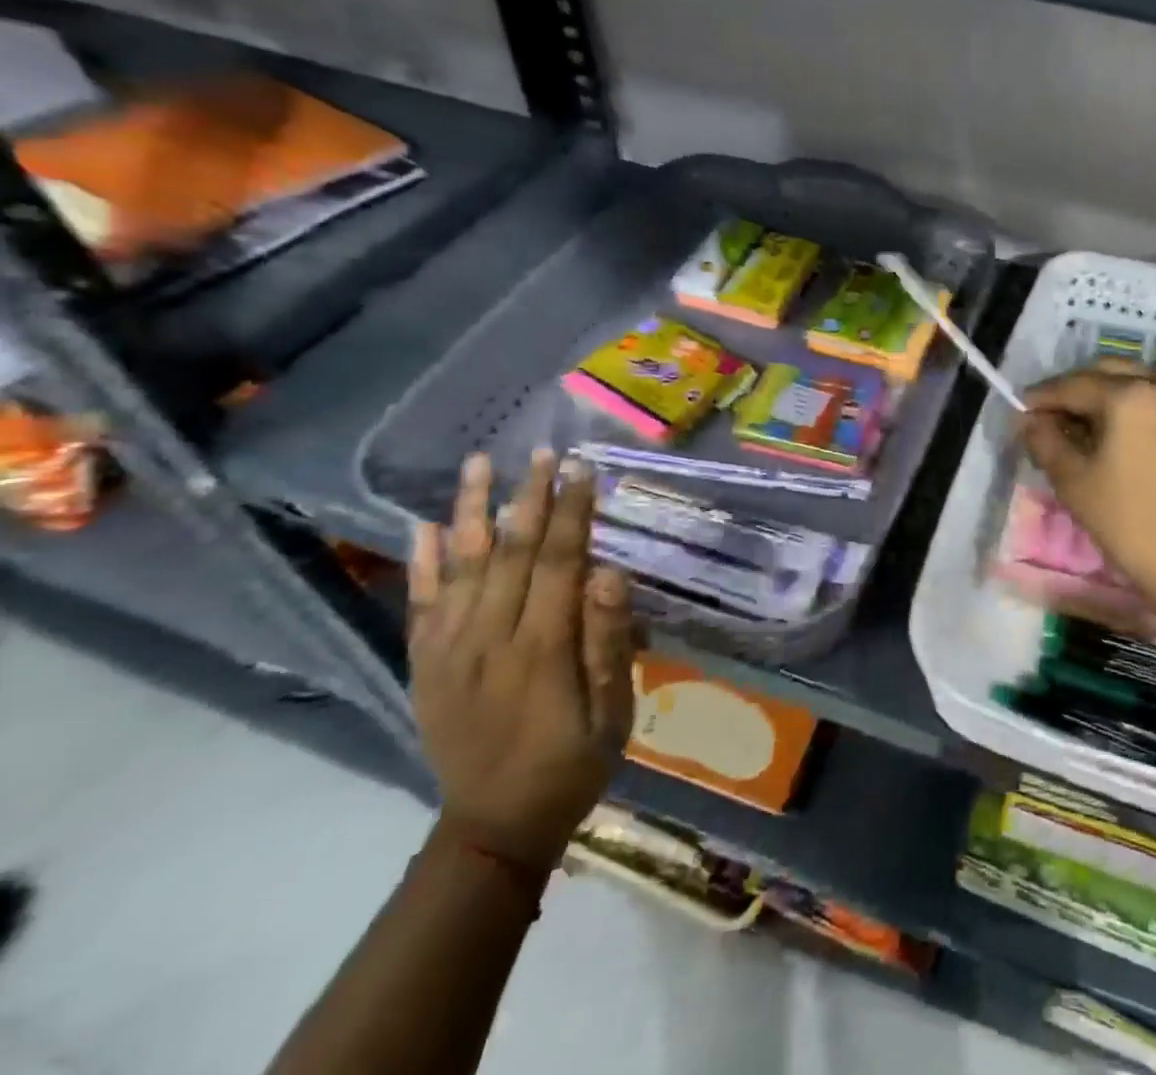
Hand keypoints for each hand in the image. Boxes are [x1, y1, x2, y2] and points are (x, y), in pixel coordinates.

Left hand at [407, 451, 634, 872]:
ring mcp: (449, 652)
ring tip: (479, 465)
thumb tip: (609, 574)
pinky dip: (420, 564)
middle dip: (530, 497)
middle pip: (511, 554)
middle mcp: (488, 640)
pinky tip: (421, 527)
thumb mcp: (612, 710)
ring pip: (459, 567)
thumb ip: (608, 641)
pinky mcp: (425, 666)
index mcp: (540, 650)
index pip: (559, 563)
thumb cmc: (571, 762)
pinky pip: (420, 605)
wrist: (494, 826)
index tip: (582, 469)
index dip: (572, 512)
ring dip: (470, 512)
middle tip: (542, 452)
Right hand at [1022, 361, 1155, 609]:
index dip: (1042, 396)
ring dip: (1101, 395)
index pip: (1074, 384)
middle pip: (1105, 373)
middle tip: (1047, 416)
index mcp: (1130, 396)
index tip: (1020, 409)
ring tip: (1076, 425)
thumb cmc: (1128, 521)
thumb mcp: (1073, 480)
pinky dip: (1127, 405)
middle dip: (1073, 390)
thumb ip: (1044, 440)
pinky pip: (1153, 398)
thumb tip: (1029, 420)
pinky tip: (1109, 432)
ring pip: (1131, 382)